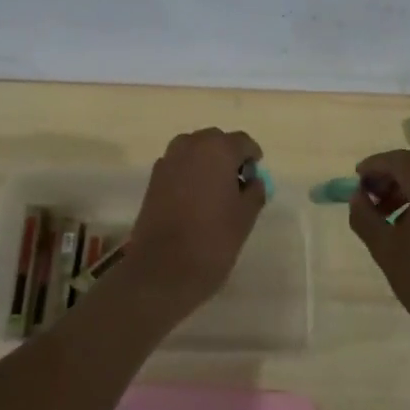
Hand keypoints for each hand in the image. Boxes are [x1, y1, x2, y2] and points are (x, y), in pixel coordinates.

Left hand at [120, 128, 265, 323]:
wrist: (163, 269)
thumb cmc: (213, 240)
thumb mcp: (245, 217)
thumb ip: (254, 192)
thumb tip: (253, 181)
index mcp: (217, 149)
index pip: (242, 141)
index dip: (252, 157)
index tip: (256, 176)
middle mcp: (190, 146)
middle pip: (215, 140)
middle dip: (228, 155)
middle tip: (238, 183)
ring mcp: (168, 160)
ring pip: (194, 150)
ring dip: (206, 162)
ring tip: (215, 190)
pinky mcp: (153, 179)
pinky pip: (178, 165)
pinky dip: (189, 173)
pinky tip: (194, 198)